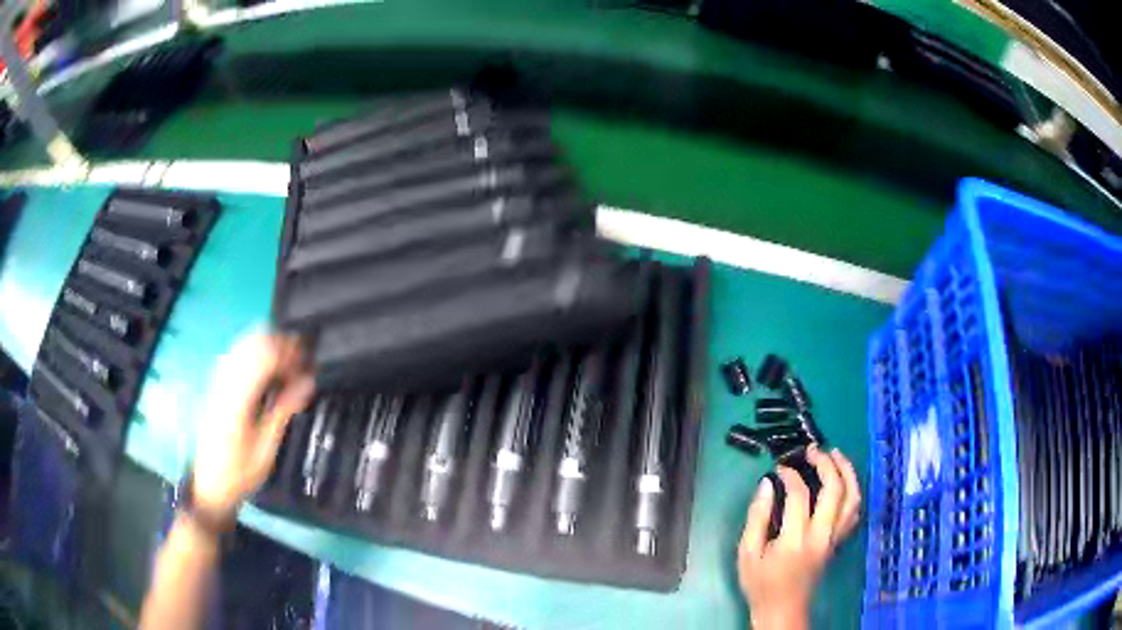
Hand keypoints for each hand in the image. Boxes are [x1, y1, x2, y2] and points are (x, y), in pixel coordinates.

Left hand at [192, 332, 314, 520]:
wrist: (209, 482)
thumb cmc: (240, 472)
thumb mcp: (266, 448)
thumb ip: (283, 410)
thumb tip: (308, 381)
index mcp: (237, 396)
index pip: (264, 353)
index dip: (289, 352)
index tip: (308, 365)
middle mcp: (225, 379)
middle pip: (255, 340)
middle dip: (282, 345)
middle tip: (301, 366)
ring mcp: (218, 378)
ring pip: (246, 341)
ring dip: (270, 347)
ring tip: (287, 368)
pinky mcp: (217, 381)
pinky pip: (239, 352)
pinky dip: (258, 353)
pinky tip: (268, 371)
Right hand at [737, 447, 860, 629]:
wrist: (782, 609)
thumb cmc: (761, 584)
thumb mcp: (747, 553)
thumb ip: (757, 518)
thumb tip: (767, 484)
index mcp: (796, 539)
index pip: (800, 495)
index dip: (790, 475)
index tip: (779, 468)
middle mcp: (822, 536)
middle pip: (835, 490)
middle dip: (826, 464)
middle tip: (812, 451)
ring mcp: (835, 538)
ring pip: (853, 498)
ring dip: (847, 472)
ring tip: (835, 455)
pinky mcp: (839, 542)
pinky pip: (854, 511)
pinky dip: (853, 491)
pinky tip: (844, 481)